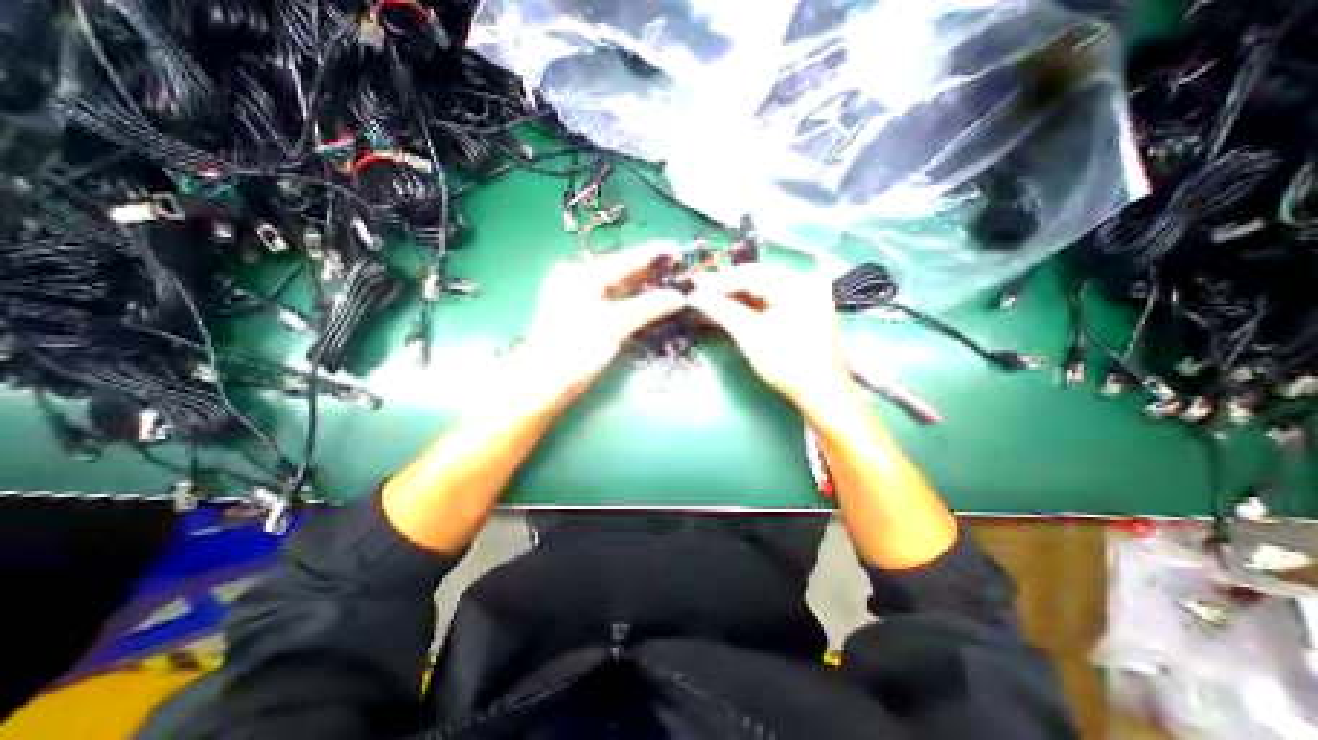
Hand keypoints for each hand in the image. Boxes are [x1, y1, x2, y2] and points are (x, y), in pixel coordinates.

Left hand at [517, 242, 684, 399]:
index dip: (653, 253)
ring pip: (616, 285)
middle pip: (620, 270)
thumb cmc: (576, 350)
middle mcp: (577, 278)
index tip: (678, 249)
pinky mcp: (579, 312)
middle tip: (677, 269)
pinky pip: (610, 299)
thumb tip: (680, 297)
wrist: (544, 382)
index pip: (625, 259)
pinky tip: (646, 299)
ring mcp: (576, 296)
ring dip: (641, 285)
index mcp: (581, 274)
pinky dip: (629, 299)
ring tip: (668, 282)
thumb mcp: (615, 325)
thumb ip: (648, 307)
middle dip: (649, 270)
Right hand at [691, 264, 856, 410]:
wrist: (818, 390)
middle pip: (755, 277)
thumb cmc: (785, 363)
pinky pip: (771, 297)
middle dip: (725, 287)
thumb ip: (721, 310)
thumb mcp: (749, 335)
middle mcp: (804, 280)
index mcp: (795, 284)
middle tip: (698, 291)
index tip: (693, 285)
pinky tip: (729, 307)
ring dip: (735, 296)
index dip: (718, 280)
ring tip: (708, 300)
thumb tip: (694, 297)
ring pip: (761, 287)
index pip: (748, 274)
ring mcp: (806, 292)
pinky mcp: (804, 305)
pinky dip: (750, 304)